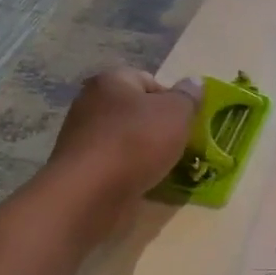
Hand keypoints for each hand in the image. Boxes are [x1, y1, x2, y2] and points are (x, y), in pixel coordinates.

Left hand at [44, 69, 197, 240]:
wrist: (90, 193)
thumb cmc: (137, 142)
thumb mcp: (176, 112)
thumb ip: (188, 96)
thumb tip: (194, 82)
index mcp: (111, 81)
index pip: (149, 80)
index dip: (172, 100)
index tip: (186, 123)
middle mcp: (91, 103)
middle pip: (137, 111)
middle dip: (160, 128)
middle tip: (180, 146)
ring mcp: (82, 137)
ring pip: (126, 139)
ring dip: (146, 152)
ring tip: (165, 167)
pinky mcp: (80, 168)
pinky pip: (115, 163)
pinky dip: (130, 171)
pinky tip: (144, 182)